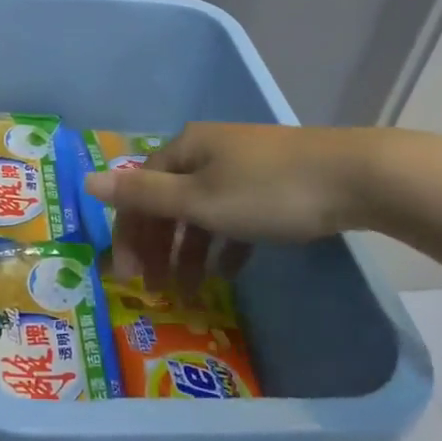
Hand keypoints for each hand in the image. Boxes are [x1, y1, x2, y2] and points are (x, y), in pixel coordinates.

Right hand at [82, 123, 380, 287]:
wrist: (355, 176)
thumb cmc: (267, 191)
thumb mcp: (199, 199)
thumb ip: (143, 195)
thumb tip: (86, 179)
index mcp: (185, 148)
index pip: (141, 190)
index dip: (129, 232)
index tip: (129, 277)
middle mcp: (208, 150)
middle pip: (169, 200)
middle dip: (159, 246)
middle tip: (157, 290)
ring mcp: (242, 165)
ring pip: (202, 211)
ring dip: (190, 251)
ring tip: (192, 291)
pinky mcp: (272, 182)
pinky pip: (234, 215)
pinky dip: (224, 242)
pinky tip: (229, 270)